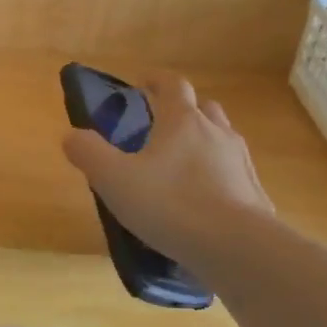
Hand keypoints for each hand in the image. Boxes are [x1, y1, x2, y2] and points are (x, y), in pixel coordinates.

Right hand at [62, 73, 272, 266]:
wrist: (234, 246)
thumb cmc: (169, 204)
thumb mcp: (113, 179)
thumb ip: (89, 153)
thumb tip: (72, 136)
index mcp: (182, 122)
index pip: (172, 85)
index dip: (156, 80)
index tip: (143, 83)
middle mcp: (216, 133)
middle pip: (203, 108)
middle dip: (183, 110)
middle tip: (161, 126)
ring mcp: (241, 162)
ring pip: (222, 139)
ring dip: (203, 141)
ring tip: (182, 164)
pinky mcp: (254, 192)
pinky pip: (233, 173)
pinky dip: (217, 175)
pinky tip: (203, 198)